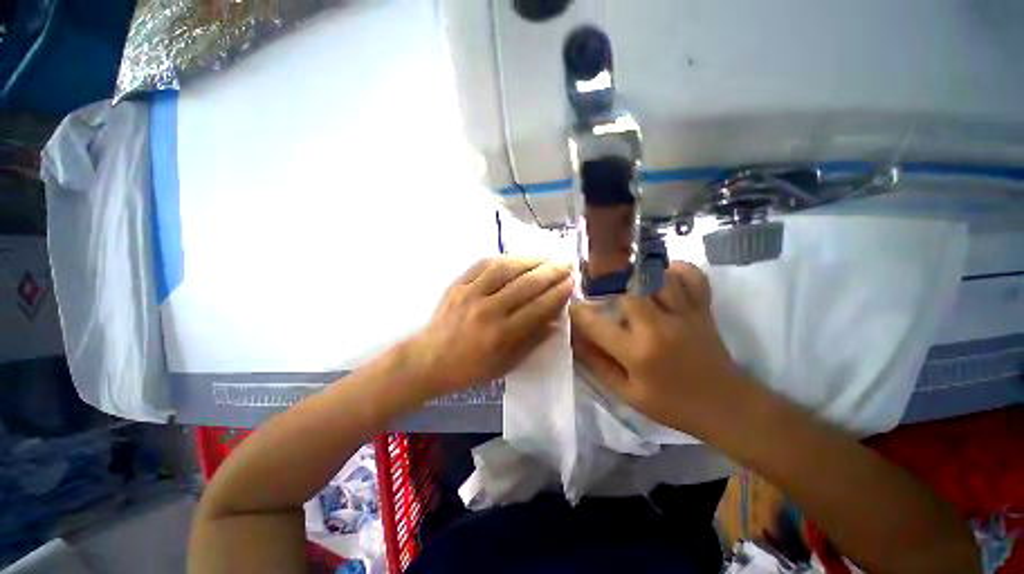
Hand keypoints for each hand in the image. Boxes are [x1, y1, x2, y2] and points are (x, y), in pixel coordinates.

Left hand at [408, 257, 572, 395]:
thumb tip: (556, 320)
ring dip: (531, 259)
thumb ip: (532, 341)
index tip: (572, 282)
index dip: (558, 293)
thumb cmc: (470, 368)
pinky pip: (484, 263)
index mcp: (501, 335)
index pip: (538, 307)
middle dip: (551, 271)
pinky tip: (518, 257)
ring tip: (547, 257)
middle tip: (567, 264)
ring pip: (506, 268)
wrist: (429, 359)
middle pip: (525, 284)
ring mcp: (470, 293)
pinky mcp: (458, 284)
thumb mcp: (506, 365)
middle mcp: (488, 310)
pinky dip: (505, 258)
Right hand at [569, 261, 747, 433]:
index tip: (574, 307)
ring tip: (627, 280)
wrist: (726, 407)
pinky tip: (663, 275)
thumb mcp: (626, 393)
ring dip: (638, 274)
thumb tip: (575, 339)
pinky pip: (692, 277)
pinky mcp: (702, 309)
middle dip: (607, 283)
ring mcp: (684, 314)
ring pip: (657, 276)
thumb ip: (596, 364)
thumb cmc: (671, 404)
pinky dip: (676, 270)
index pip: (595, 323)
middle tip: (600, 288)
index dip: (578, 311)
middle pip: (627, 288)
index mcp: (636, 352)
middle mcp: (658, 327)